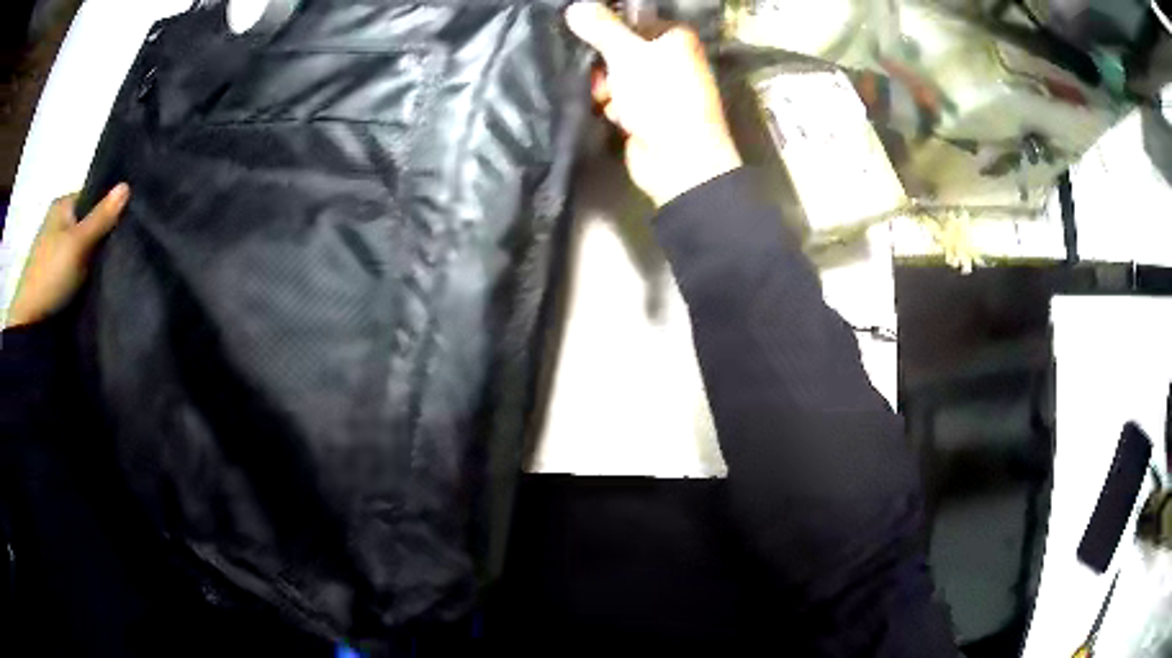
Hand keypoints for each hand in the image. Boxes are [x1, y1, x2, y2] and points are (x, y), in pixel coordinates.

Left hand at [7, 184, 129, 327]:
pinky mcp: (52, 275)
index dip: (107, 208)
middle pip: (85, 222)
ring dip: (91, 256)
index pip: (91, 197)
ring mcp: (52, 250)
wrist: (30, 322)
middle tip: (118, 247)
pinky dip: (82, 272)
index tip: (123, 223)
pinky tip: (92, 281)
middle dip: (99, 234)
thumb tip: (127, 185)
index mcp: (61, 204)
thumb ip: (102, 216)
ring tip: (109, 266)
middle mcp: (56, 221)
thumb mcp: (79, 242)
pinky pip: (73, 266)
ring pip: (79, 246)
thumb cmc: (52, 273)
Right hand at [565, 2, 741, 206]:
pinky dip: (613, 108)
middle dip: (605, 64)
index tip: (588, 35)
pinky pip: (619, 101)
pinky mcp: (647, 114)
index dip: (610, 28)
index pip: (633, 21)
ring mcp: (659, 89)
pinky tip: (614, 116)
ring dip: (606, 89)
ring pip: (616, 77)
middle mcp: (670, 60)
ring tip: (608, 100)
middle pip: (621, 50)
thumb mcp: (628, 54)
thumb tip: (576, 6)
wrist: (680, 160)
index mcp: (676, 39)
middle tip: (602, 76)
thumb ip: (601, 28)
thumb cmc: (661, 97)